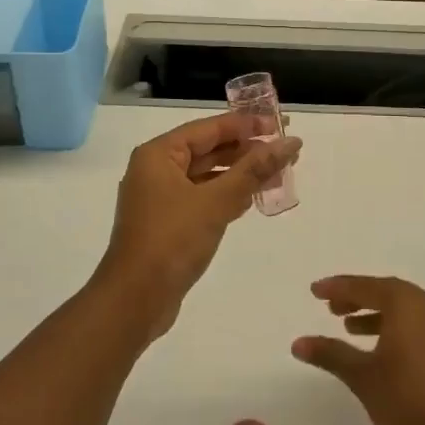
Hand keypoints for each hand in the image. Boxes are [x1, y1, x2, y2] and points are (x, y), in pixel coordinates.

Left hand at [93, 113, 300, 342]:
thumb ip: (254, 170)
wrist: (134, 301)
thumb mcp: (216, 201)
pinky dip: (226, 195)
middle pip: (208, 149)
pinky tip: (252, 199)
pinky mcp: (168, 223)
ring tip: (277, 173)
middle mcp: (156, 170)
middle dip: (246, 150)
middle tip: (285, 150)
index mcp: (159, 154)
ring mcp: (160, 198)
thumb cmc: (172, 241)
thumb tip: (289, 142)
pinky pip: (202, 198)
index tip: (280, 124)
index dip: (247, 124)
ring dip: (239, 174)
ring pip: (207, 175)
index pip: (209, 128)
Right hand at [292, 275, 424, 424]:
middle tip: (332, 309)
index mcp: (408, 304)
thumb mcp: (361, 375)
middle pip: (389, 292)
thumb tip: (297, 343)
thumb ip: (330, 353)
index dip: (339, 288)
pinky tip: (383, 349)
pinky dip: (399, 328)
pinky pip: (422, 325)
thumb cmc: (405, 400)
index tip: (315, 291)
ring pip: (407, 310)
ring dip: (378, 315)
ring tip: (351, 330)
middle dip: (358, 298)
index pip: (367, 287)